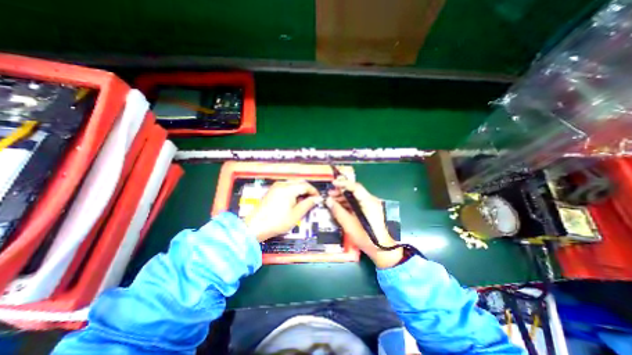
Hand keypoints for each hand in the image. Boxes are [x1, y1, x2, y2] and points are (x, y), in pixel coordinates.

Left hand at [243, 182, 321, 241]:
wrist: (255, 227)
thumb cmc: (277, 222)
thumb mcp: (295, 214)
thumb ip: (308, 204)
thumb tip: (316, 199)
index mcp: (288, 188)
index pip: (306, 185)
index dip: (314, 191)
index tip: (318, 198)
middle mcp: (282, 184)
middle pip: (299, 182)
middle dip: (307, 190)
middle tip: (312, 200)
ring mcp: (276, 187)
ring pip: (293, 184)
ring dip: (300, 190)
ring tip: (303, 201)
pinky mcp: (272, 191)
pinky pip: (286, 187)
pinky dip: (293, 191)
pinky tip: (293, 201)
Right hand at [328, 179, 400, 267]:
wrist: (385, 251)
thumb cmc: (367, 239)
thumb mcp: (349, 225)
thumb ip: (338, 211)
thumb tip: (328, 200)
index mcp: (369, 202)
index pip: (355, 187)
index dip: (343, 183)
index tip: (333, 183)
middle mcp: (373, 201)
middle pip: (355, 191)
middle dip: (342, 192)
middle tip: (330, 195)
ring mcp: (374, 206)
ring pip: (357, 197)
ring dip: (345, 198)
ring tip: (333, 201)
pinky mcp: (374, 211)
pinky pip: (360, 203)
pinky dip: (351, 204)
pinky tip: (342, 207)